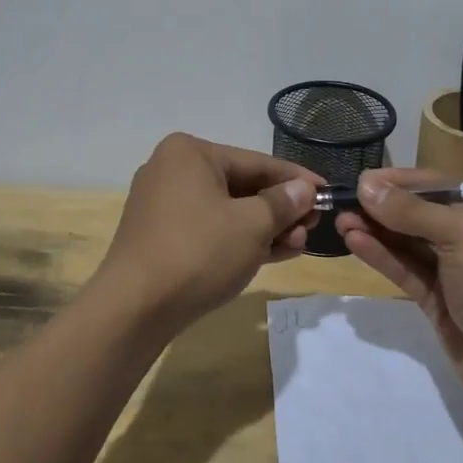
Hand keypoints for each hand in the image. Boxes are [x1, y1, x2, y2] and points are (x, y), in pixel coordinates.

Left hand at [97, 133, 321, 330]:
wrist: (134, 308)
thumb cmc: (199, 252)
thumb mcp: (252, 225)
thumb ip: (283, 203)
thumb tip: (305, 189)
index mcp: (190, 153)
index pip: (257, 162)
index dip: (297, 179)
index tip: (327, 191)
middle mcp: (172, 170)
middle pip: (242, 186)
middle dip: (281, 209)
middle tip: (314, 226)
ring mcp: (163, 205)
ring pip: (227, 210)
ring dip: (265, 227)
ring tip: (299, 244)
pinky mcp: (161, 236)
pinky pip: (210, 229)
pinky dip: (240, 239)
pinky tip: (274, 253)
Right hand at [336, 168, 462, 420]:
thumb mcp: (461, 234)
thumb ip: (410, 211)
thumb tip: (365, 185)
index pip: (440, 185)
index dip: (400, 181)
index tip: (361, 180)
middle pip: (421, 213)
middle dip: (383, 207)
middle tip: (342, 202)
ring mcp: (457, 270)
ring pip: (410, 243)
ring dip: (377, 231)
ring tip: (340, 221)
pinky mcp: (440, 300)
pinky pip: (407, 270)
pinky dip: (383, 256)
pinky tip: (355, 243)